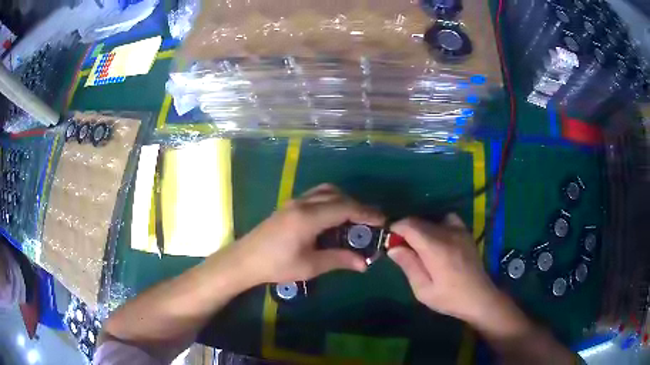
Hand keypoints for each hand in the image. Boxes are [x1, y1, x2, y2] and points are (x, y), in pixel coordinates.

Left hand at [233, 184, 384, 284]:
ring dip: (343, 201)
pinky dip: (331, 202)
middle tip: (371, 222)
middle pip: (337, 196)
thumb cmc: (276, 266)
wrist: (245, 260)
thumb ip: (339, 260)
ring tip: (354, 220)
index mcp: (308, 217)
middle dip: (357, 206)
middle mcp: (303, 203)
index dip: (366, 213)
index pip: (345, 208)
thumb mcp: (310, 266)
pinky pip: (316, 196)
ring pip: (326, 192)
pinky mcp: (289, 206)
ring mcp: (294, 202)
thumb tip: (364, 263)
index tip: (382, 221)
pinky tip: (333, 218)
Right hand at [388, 215, 498, 322]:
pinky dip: (437, 224)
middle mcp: (448, 233)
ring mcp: (459, 230)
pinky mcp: (465, 232)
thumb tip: (393, 248)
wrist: (479, 297)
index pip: (410, 226)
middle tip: (401, 248)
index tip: (388, 240)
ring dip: (420, 229)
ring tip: (419, 246)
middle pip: (419, 221)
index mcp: (436, 249)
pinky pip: (447, 218)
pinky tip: (437, 238)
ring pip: (431, 219)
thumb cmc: (449, 298)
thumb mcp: (423, 290)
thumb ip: (409, 266)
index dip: (395, 228)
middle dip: (405, 230)